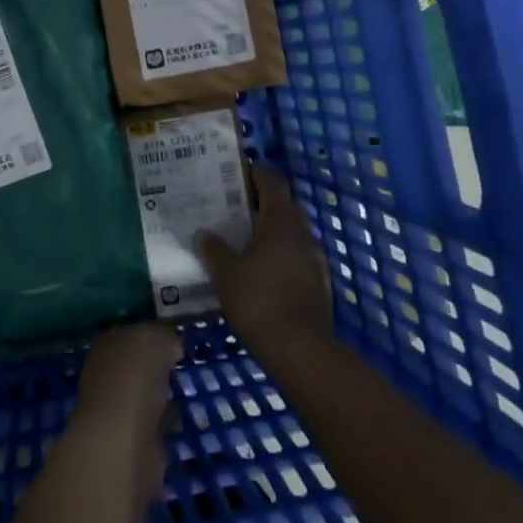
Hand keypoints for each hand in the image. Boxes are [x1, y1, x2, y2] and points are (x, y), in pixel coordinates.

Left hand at [74, 323, 181, 516]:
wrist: (122, 440)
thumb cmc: (134, 379)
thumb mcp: (154, 341)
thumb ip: (163, 339)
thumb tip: (170, 346)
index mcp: (107, 345)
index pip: (132, 335)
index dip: (153, 336)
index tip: (177, 341)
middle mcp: (106, 376)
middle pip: (136, 367)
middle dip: (156, 368)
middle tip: (180, 367)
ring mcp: (116, 411)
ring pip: (144, 397)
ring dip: (160, 397)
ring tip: (184, 393)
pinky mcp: (130, 443)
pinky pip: (152, 426)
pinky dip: (164, 424)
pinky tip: (178, 421)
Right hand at [196, 167, 332, 355]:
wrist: (301, 350)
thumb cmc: (259, 301)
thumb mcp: (225, 274)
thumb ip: (213, 249)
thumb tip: (203, 233)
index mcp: (281, 223)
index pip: (273, 183)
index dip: (255, 173)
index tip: (236, 172)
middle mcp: (303, 234)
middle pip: (285, 206)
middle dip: (262, 202)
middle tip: (234, 205)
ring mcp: (315, 260)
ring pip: (292, 233)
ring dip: (272, 230)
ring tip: (244, 238)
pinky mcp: (319, 284)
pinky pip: (297, 257)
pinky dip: (280, 254)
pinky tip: (262, 270)